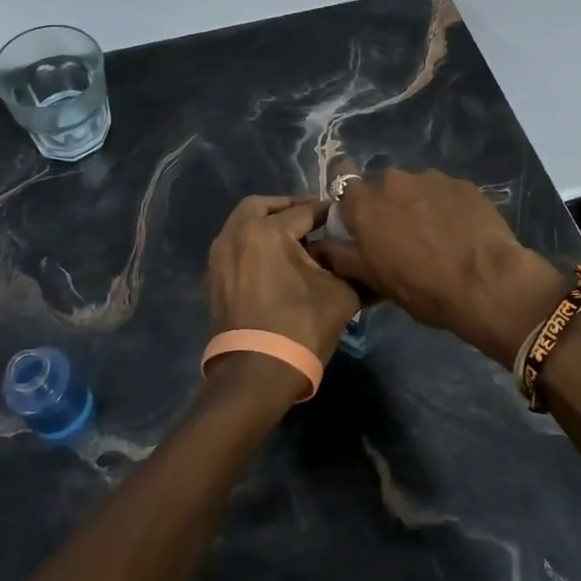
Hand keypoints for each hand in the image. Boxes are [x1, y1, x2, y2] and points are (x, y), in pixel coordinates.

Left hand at [205, 196, 364, 401]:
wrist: (256, 375)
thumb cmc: (300, 327)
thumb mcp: (341, 295)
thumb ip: (353, 268)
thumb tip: (366, 259)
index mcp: (267, 231)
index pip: (305, 211)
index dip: (328, 212)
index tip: (345, 215)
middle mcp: (237, 234)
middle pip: (262, 206)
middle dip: (288, 208)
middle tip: (312, 219)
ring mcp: (219, 257)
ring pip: (243, 224)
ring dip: (266, 224)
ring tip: (295, 241)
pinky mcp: (214, 279)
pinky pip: (234, 247)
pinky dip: (252, 244)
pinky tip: (275, 262)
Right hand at [305, 168, 568, 367]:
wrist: (486, 282)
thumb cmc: (422, 287)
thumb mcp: (372, 280)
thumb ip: (341, 256)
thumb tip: (317, 244)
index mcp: (365, 204)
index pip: (342, 179)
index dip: (350, 197)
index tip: (360, 216)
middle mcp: (393, 180)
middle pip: (384, 188)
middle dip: (390, 206)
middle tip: (404, 237)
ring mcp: (431, 178)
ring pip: (416, 188)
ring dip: (420, 205)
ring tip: (438, 237)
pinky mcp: (463, 183)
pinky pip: (446, 192)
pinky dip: (448, 207)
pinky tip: (461, 233)